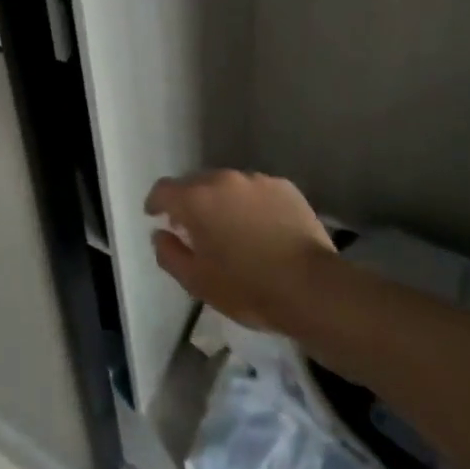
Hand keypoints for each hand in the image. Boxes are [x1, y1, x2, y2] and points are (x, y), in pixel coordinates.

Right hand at [145, 169, 332, 332]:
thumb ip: (169, 254)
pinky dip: (251, 204)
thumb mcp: (197, 282)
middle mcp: (223, 179)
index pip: (164, 190)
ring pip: (228, 186)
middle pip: (196, 184)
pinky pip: (257, 191)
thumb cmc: (248, 288)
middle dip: (191, 202)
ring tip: (232, 229)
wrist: (313, 289)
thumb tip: (160, 234)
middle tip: (195, 229)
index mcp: (196, 199)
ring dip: (222, 202)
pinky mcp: (285, 187)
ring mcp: (257, 180)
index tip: (156, 216)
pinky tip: (262, 228)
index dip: (156, 203)